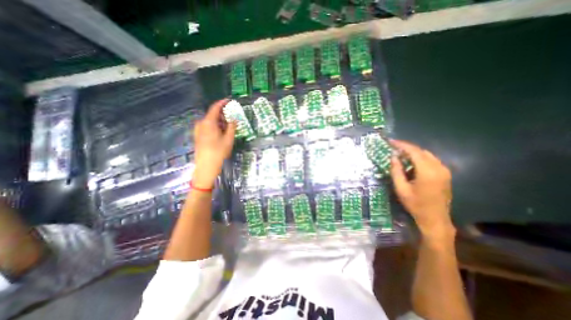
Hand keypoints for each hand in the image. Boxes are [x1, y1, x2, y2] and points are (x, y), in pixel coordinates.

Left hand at [193, 100, 235, 188]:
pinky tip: (221, 132)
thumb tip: (234, 119)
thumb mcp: (228, 139)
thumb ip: (232, 127)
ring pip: (210, 121)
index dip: (222, 103)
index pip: (215, 108)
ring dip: (220, 121)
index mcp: (208, 122)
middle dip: (223, 114)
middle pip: (212, 115)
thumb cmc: (219, 151)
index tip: (229, 100)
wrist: (206, 166)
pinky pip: (207, 126)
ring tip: (229, 126)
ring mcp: (198, 130)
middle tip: (232, 117)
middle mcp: (201, 123)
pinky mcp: (198, 135)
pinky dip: (215, 126)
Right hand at [388, 140, 454, 239]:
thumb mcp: (401, 188)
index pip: (414, 151)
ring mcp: (444, 171)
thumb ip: (396, 171)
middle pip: (421, 151)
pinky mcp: (445, 174)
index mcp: (428, 171)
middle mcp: (439, 168)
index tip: (391, 141)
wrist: (435, 219)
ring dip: (413, 153)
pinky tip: (411, 163)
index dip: (402, 145)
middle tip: (393, 148)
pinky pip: (431, 161)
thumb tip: (393, 157)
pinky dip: (419, 158)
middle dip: (407, 148)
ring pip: (427, 155)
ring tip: (400, 155)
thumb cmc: (415, 204)